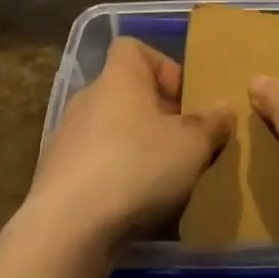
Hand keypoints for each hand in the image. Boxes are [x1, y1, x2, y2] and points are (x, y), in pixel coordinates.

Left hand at [27, 37, 230, 246]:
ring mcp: (66, 137)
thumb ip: (211, 123)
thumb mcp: (192, 144)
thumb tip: (224, 108)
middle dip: (154, 115)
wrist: (67, 229)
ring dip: (133, 149)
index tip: (183, 99)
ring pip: (109, 131)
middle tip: (181, 145)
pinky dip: (112, 179)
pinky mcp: (54, 177)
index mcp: (119, 76)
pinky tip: (131, 207)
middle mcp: (89, 97)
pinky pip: (93, 166)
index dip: (161, 67)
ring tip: (160, 181)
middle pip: (125, 93)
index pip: (134, 48)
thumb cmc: (136, 166)